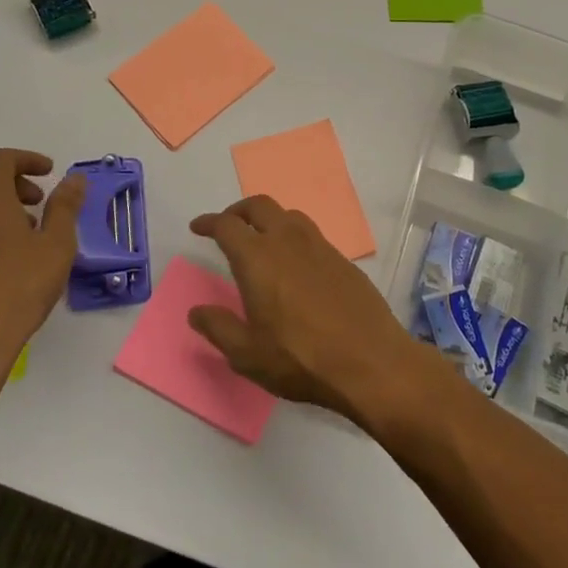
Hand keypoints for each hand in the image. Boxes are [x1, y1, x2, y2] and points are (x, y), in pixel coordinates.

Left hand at [0, 149, 85, 390]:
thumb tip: (74, 179)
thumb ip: (65, 206)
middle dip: (10, 178)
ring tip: (25, 229)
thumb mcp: (57, 245)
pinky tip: (5, 256)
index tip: (50, 173)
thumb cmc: (19, 289)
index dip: (28, 159)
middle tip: (37, 200)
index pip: (2, 159)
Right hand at [188, 196, 446, 427]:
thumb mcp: (248, 354)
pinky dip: (293, 236)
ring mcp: (319, 246)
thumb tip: (196, 311)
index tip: (198, 227)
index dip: (209, 222)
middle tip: (228, 225)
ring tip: (261, 240)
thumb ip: (218, 328)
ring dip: (269, 219)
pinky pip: (311, 234)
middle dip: (238, 210)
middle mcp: (287, 241)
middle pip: (259, 206)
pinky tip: (295, 263)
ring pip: (288, 215)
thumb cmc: (301, 359)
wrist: (370, 362)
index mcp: (258, 258)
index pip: (227, 226)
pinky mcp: (342, 259)